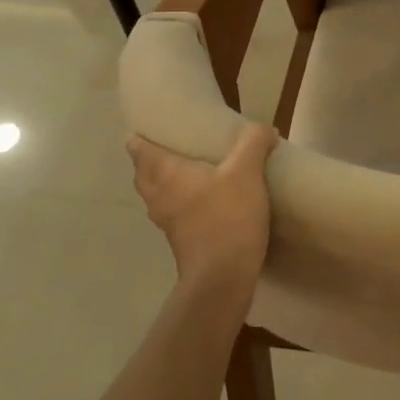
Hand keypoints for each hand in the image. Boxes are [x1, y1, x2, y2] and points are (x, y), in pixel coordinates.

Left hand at [128, 124, 277, 290]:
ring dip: (166, 180)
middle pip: (144, 172)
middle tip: (177, 143)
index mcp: (165, 172)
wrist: (223, 276)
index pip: (138, 148)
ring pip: (157, 193)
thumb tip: (262, 128)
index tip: (156, 123)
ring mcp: (166, 221)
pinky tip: (205, 199)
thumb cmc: (228, 216)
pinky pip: (172, 210)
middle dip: (153, 157)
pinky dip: (180, 200)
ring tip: (191, 169)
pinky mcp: (179, 239)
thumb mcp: (247, 171)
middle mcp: (158, 195)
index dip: (142, 134)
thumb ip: (253, 142)